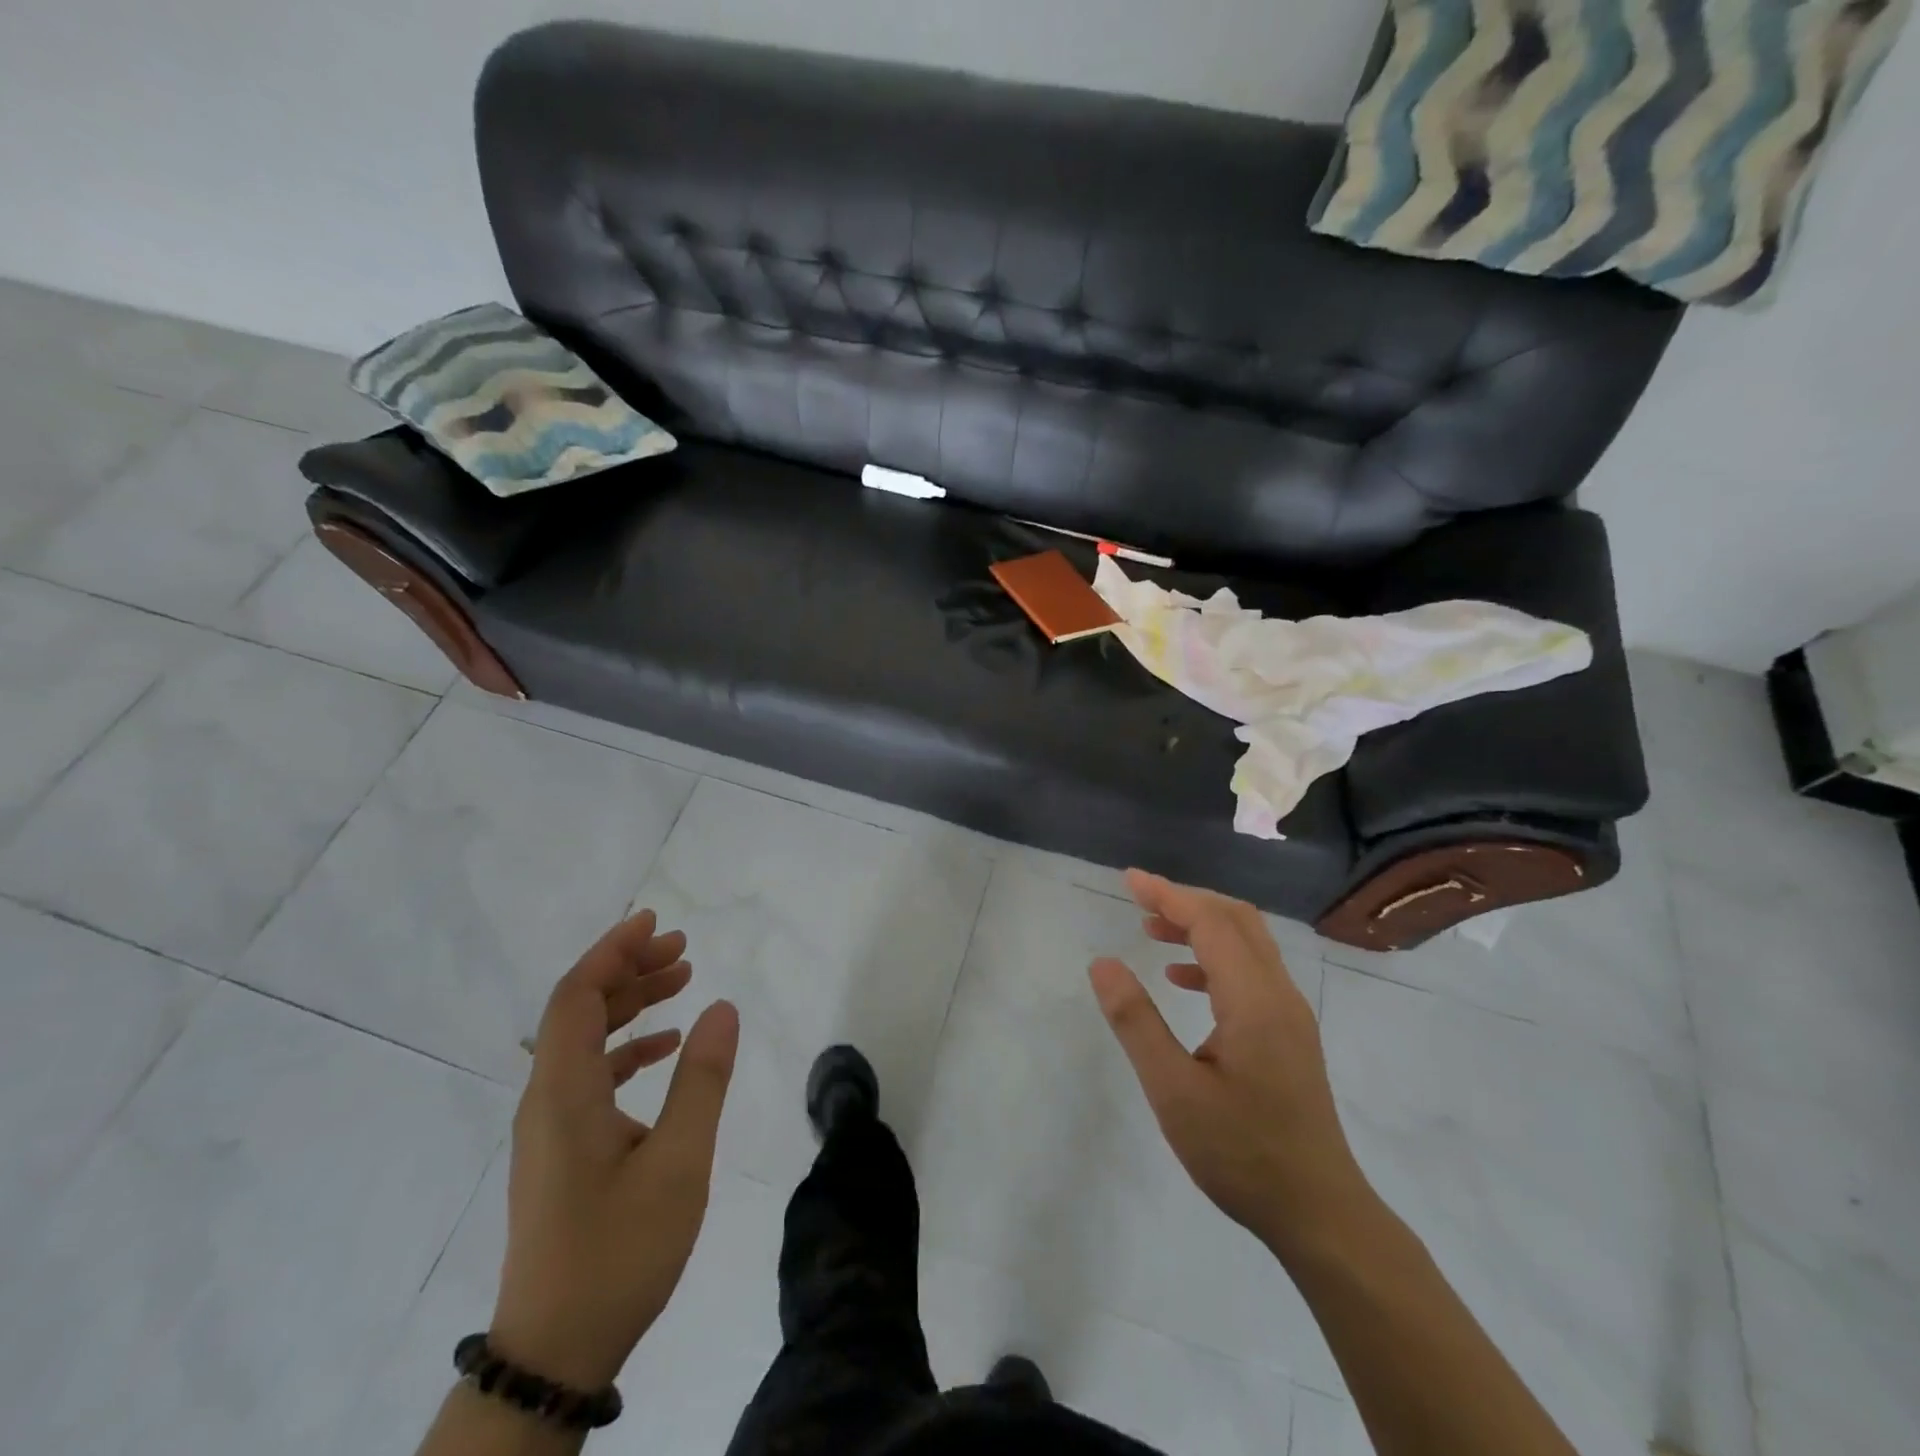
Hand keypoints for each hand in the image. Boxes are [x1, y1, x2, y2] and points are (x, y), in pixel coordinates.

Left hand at [490, 910, 738, 1389]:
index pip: (577, 996)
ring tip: (683, 981)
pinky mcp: (561, 1148)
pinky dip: (627, 1046)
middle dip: (628, 968)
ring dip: (630, 1004)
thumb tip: (724, 1008)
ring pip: (585, 1040)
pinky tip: (665, 1047)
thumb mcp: (678, 1163)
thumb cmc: (619, 1252)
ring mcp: (550, 1125)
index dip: (612, 950)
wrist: (555, 1351)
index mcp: (565, 1093)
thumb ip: (702, 1080)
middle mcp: (547, 1098)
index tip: (654, 921)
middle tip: (683, 948)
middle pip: (579, 1009)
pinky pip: (590, 1073)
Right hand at [1089, 870, 1368, 1260]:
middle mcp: (1279, 994)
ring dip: (1201, 925)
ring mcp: (1289, 1014)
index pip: (1211, 922)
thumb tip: (1103, 963)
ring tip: (1152, 930)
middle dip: (1185, 899)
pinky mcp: (1289, 1033)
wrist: (1319, 1213)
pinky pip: (1251, 970)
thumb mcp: (1173, 1091)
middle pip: (1235, 919)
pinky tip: (1181, 980)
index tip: (1128, 879)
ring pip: (1247, 942)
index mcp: (1253, 1000)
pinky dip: (1214, 957)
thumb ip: (1136, 1022)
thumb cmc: (1241, 1153)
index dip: (1168, 894)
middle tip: (1138, 898)